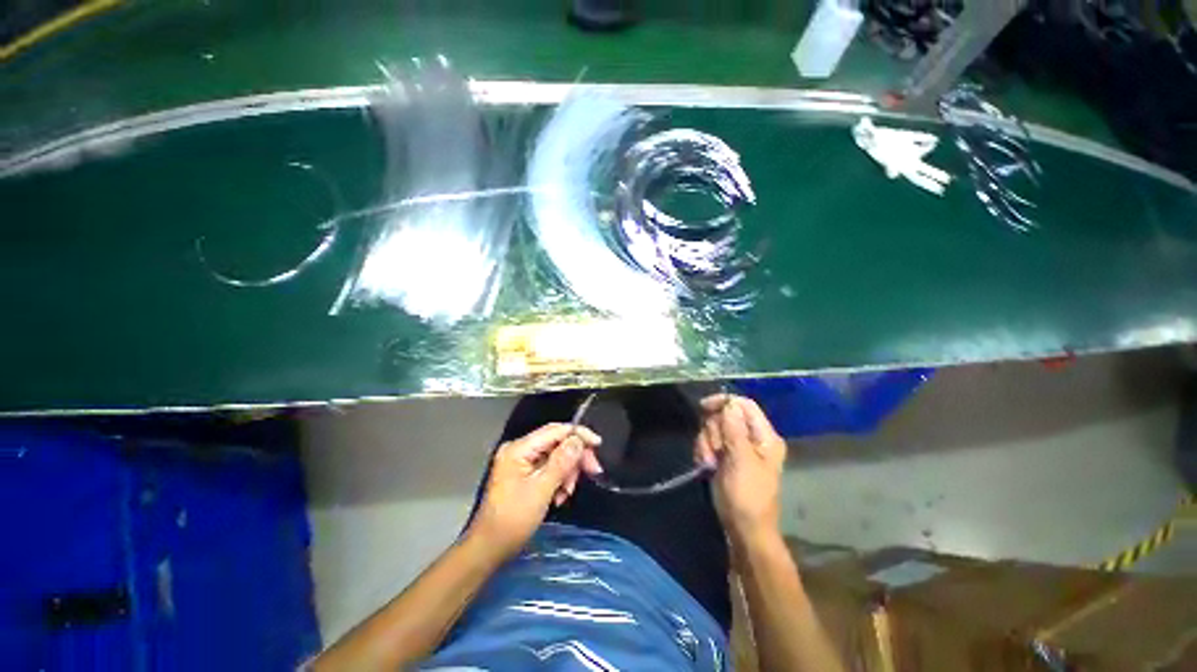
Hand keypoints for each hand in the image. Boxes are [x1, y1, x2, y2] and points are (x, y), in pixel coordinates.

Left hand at [469, 423, 602, 559]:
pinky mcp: (524, 473)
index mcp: (519, 448)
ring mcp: (521, 461)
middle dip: (575, 456)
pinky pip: (549, 467)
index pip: (555, 430)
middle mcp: (520, 449)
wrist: (489, 548)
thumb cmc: (513, 520)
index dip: (578, 435)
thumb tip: (579, 440)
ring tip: (567, 493)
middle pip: (557, 442)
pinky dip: (559, 479)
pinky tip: (559, 496)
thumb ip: (561, 462)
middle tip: (593, 471)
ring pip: (556, 455)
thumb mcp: (541, 490)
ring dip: (567, 471)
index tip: (598, 445)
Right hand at [695, 395, 785, 546]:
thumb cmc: (748, 496)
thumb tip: (729, 402)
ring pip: (712, 429)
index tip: (703, 407)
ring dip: (707, 444)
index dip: (724, 402)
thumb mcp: (742, 460)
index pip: (743, 405)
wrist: (743, 529)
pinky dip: (703, 452)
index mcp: (764, 436)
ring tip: (711, 463)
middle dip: (714, 431)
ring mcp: (735, 447)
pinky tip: (707, 466)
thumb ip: (735, 429)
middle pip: (724, 415)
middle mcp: (750, 437)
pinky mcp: (723, 456)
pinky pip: (707, 442)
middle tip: (716, 451)